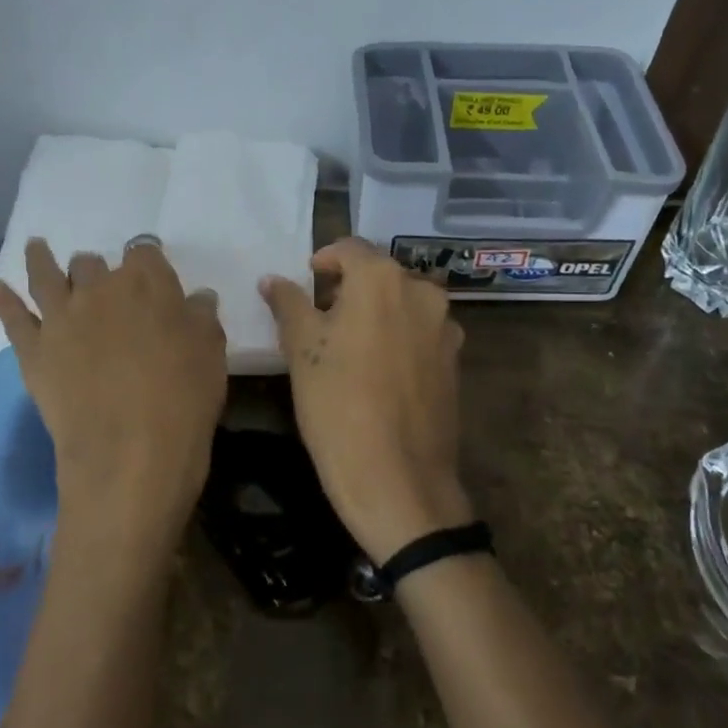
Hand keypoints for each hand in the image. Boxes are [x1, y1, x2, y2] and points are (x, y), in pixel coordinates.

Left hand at [0, 238, 226, 561]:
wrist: (131, 452)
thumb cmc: (184, 399)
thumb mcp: (211, 354)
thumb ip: (202, 318)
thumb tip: (197, 298)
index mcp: (148, 283)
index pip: (146, 253)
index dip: (148, 261)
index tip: (152, 273)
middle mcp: (100, 289)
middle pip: (93, 262)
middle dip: (98, 269)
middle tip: (103, 286)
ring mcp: (61, 317)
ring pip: (46, 274)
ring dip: (41, 259)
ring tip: (35, 248)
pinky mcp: (33, 350)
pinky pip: (12, 315)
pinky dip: (4, 299)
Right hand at [260, 238, 471, 563]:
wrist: (398, 479)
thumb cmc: (338, 406)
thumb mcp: (301, 351)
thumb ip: (288, 304)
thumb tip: (272, 279)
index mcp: (383, 279)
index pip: (350, 248)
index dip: (324, 261)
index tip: (306, 282)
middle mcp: (423, 292)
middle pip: (380, 275)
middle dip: (350, 289)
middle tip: (320, 319)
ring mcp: (446, 328)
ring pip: (403, 304)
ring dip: (376, 313)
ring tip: (348, 347)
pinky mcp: (455, 361)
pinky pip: (420, 334)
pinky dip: (398, 338)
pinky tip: (378, 372)